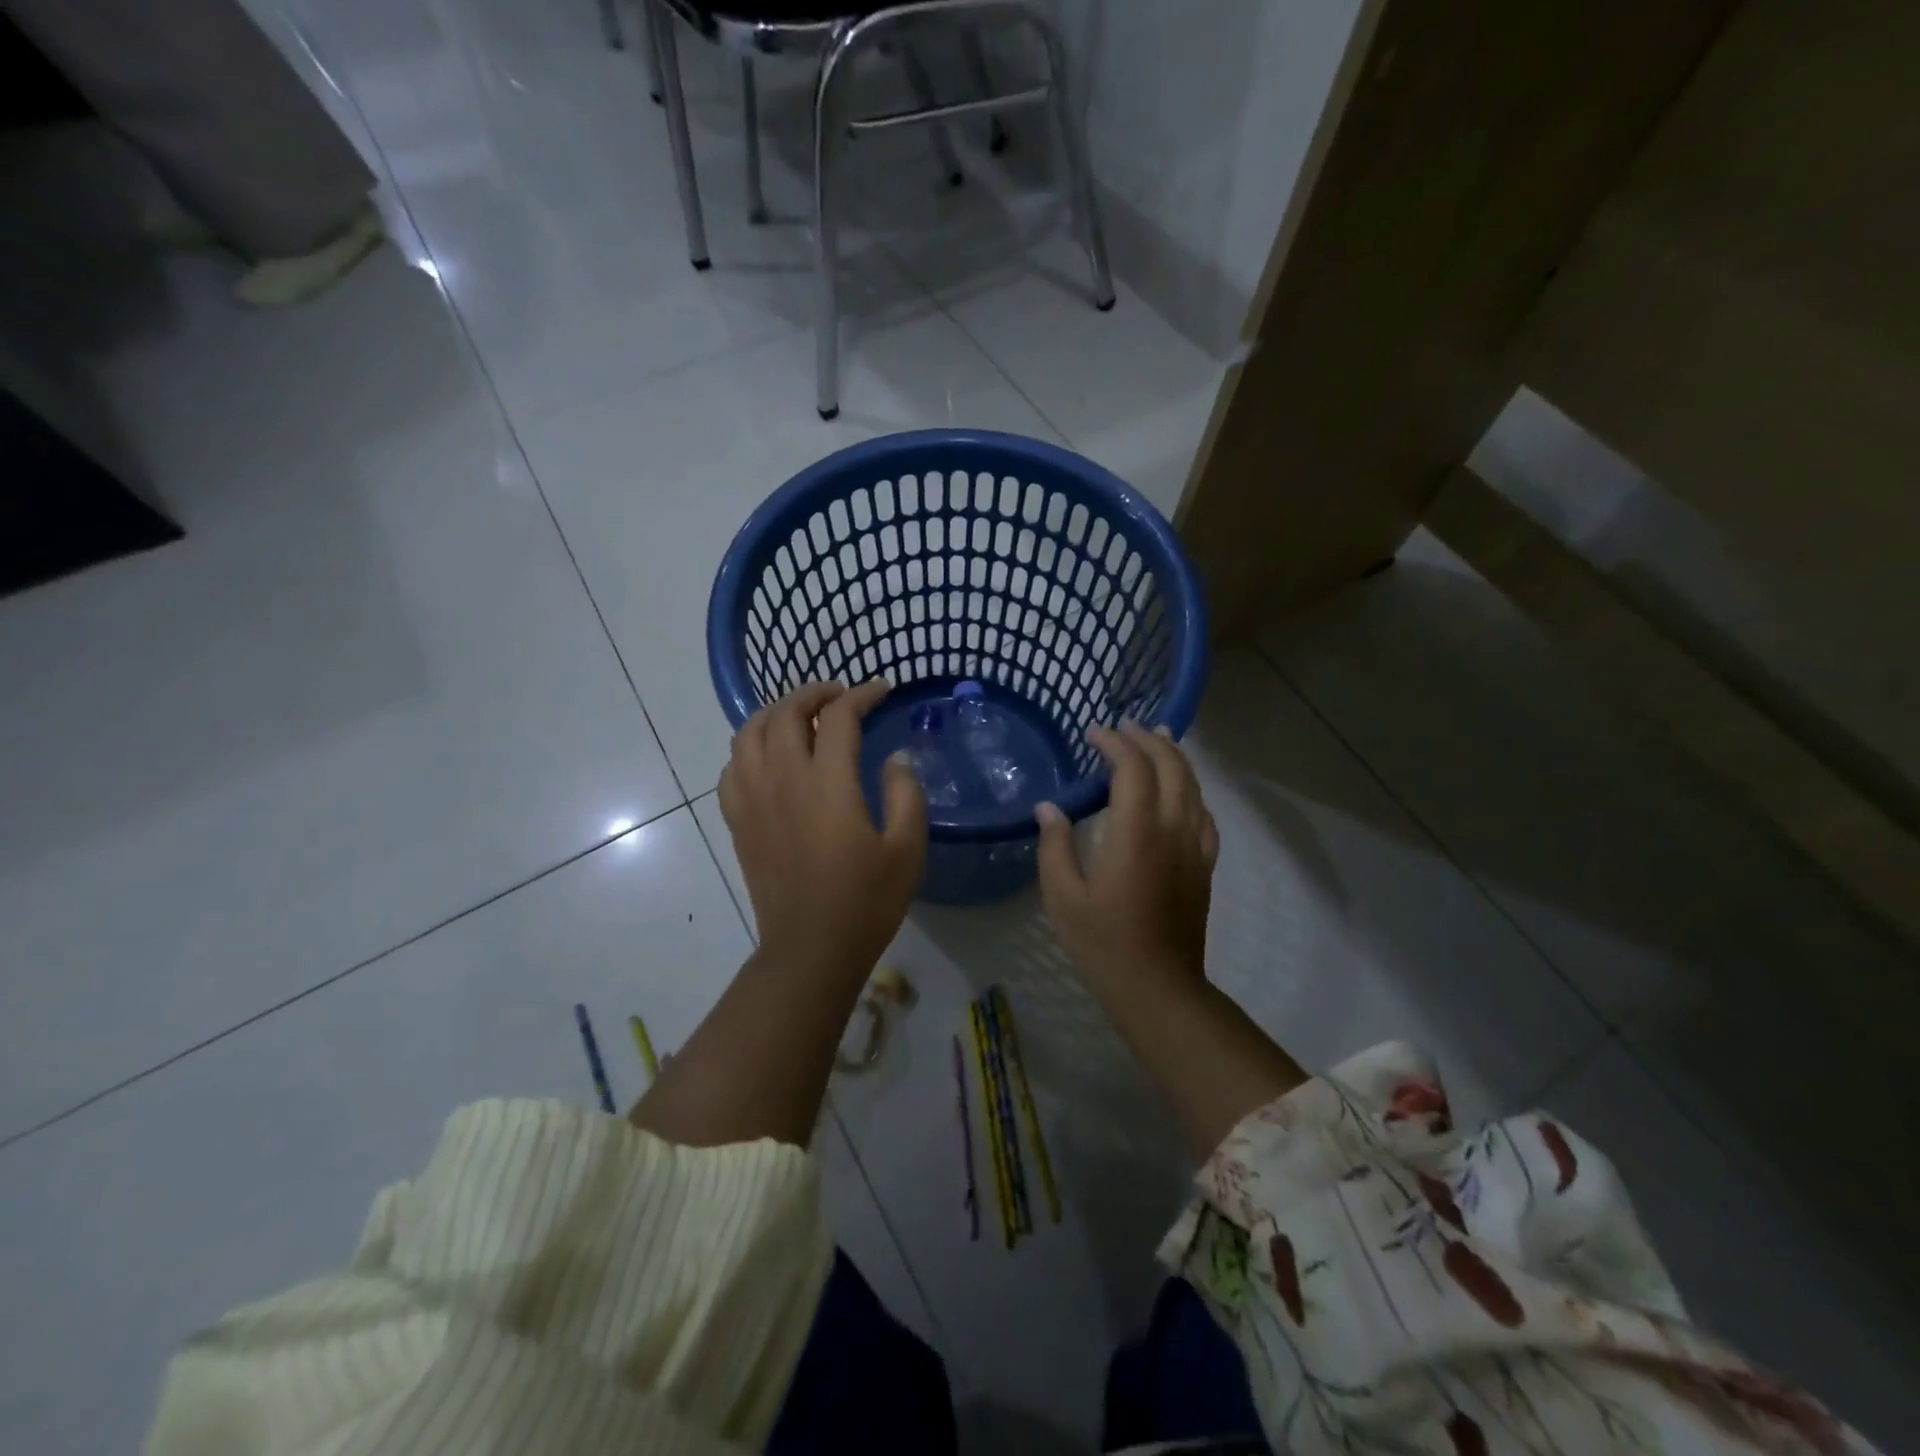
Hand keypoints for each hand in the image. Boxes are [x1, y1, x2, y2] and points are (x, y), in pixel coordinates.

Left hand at [719, 680, 926, 979]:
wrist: (811, 948)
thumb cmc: (866, 901)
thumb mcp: (907, 847)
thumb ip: (905, 792)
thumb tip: (895, 757)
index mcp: (827, 783)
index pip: (838, 717)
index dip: (861, 694)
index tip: (881, 689)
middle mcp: (782, 779)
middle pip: (785, 713)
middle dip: (812, 693)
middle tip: (838, 695)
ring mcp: (752, 799)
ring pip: (748, 733)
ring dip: (774, 713)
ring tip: (798, 716)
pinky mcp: (738, 822)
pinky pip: (731, 768)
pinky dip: (748, 749)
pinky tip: (767, 758)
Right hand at [1035, 723, 1217, 988]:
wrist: (1158, 987)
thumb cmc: (1103, 942)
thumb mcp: (1062, 896)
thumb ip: (1054, 845)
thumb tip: (1049, 807)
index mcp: (1136, 832)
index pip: (1133, 768)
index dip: (1115, 743)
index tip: (1094, 733)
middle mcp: (1172, 829)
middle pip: (1171, 766)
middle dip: (1149, 739)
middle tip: (1125, 726)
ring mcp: (1194, 847)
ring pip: (1193, 786)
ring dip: (1174, 756)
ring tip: (1157, 738)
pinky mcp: (1204, 865)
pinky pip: (1204, 814)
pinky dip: (1191, 790)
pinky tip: (1181, 791)